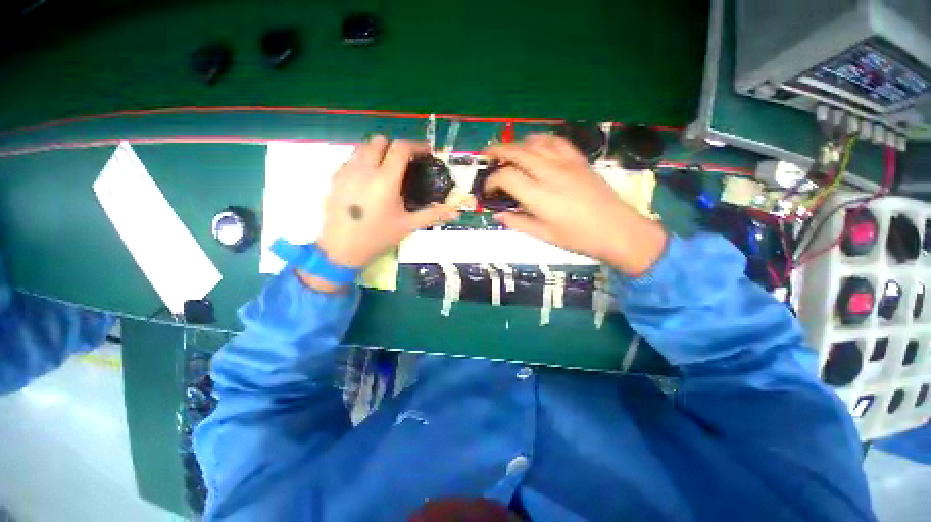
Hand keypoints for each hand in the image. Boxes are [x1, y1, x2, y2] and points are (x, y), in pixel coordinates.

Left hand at [316, 135, 458, 268]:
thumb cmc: (379, 237)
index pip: (401, 148)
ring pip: (362, 146)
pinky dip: (363, 161)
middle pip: (379, 140)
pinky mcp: (335, 177)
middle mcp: (364, 170)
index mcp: (385, 181)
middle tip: (404, 162)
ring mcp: (346, 171)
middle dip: (395, 146)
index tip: (425, 152)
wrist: (342, 248)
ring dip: (377, 151)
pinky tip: (368, 180)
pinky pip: (351, 158)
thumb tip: (456, 212)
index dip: (416, 145)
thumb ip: (433, 214)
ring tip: (386, 168)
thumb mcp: (408, 225)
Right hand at [485, 134, 666, 275]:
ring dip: (517, 143)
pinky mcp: (580, 160)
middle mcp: (551, 174)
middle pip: (518, 153)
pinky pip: (557, 141)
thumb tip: (498, 215)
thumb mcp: (545, 235)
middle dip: (498, 151)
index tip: (488, 190)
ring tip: (507, 150)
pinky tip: (535, 145)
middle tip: (487, 155)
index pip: (507, 177)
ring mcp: (567, 163)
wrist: (618, 230)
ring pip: (536, 142)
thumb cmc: (579, 238)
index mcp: (540, 197)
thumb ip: (518, 223)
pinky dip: (541, 139)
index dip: (492, 181)